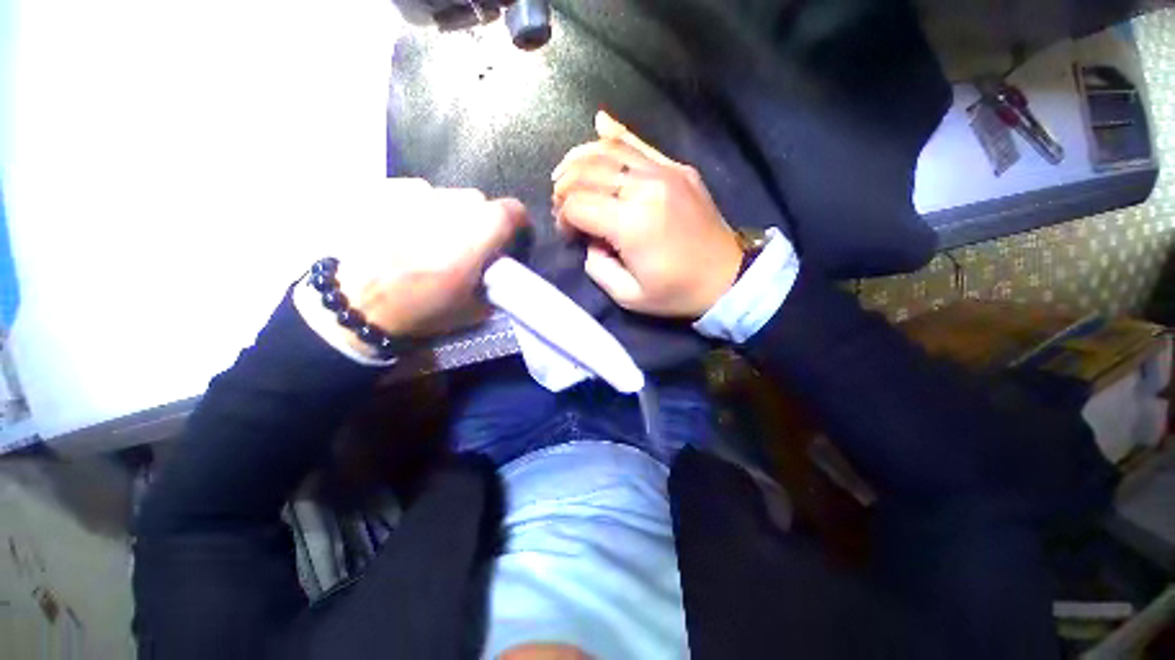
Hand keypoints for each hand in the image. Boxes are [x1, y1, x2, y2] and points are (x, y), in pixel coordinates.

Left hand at [333, 179, 526, 342]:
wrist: (354, 304)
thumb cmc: (420, 309)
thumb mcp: (474, 309)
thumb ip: (495, 284)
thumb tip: (498, 272)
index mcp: (476, 232)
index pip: (512, 210)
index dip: (517, 223)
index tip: (511, 238)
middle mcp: (449, 202)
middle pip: (479, 203)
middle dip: (481, 223)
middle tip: (467, 247)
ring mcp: (413, 191)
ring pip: (447, 197)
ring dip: (449, 215)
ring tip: (429, 240)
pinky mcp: (384, 188)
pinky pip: (416, 194)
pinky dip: (419, 209)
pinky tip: (403, 232)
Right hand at [551, 111, 743, 318]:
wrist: (728, 278)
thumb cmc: (677, 292)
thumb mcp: (628, 296)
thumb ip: (597, 267)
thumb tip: (590, 240)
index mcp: (632, 224)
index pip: (578, 204)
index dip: (563, 217)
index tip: (567, 234)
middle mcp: (646, 188)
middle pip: (588, 172)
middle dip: (565, 187)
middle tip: (562, 206)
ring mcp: (665, 172)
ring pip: (609, 151)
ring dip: (580, 159)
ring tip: (566, 173)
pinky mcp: (678, 168)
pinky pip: (640, 144)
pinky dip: (615, 134)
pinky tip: (598, 123)